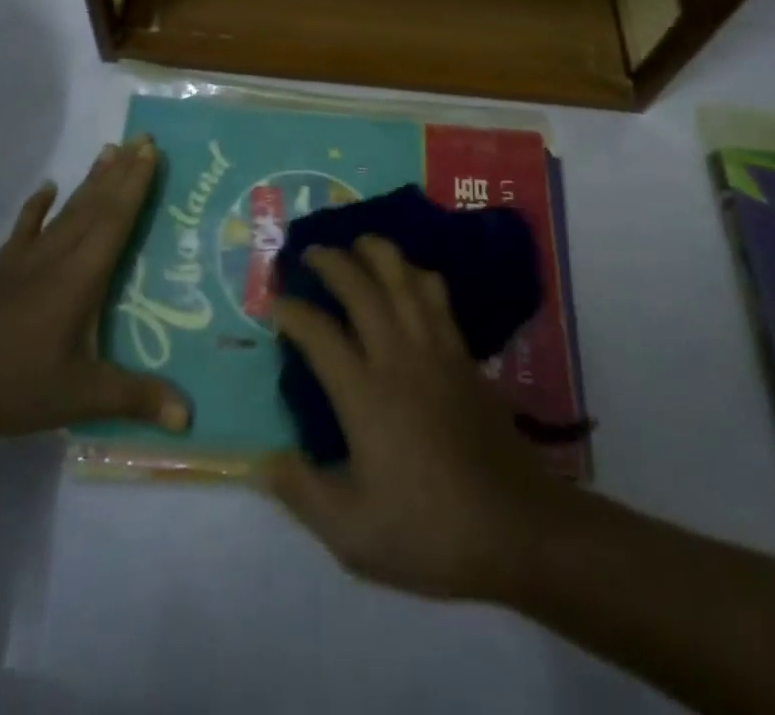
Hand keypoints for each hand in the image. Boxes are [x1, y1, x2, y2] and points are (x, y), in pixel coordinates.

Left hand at [0, 136, 188, 440]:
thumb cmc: (12, 386)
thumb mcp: (79, 396)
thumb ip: (135, 398)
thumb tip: (189, 416)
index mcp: (81, 277)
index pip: (116, 220)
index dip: (136, 185)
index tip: (151, 151)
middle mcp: (56, 256)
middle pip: (95, 205)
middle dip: (122, 171)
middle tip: (142, 138)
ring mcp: (23, 259)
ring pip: (66, 210)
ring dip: (91, 180)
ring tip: (110, 150)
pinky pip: (24, 228)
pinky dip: (37, 206)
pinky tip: (46, 187)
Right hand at [259, 236, 563, 600]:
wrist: (515, 527)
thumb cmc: (428, 530)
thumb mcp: (352, 533)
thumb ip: (301, 491)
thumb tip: (259, 459)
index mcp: (365, 395)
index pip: (319, 334)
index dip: (292, 311)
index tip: (274, 302)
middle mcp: (398, 357)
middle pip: (362, 288)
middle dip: (332, 262)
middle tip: (310, 252)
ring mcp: (436, 350)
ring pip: (404, 280)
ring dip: (378, 253)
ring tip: (358, 242)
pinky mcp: (463, 355)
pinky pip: (437, 297)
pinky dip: (418, 275)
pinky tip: (410, 275)